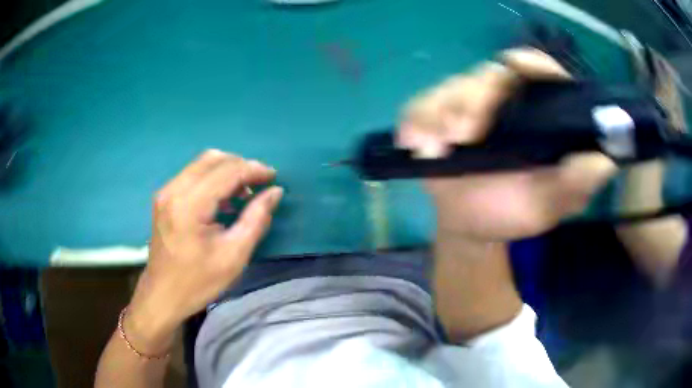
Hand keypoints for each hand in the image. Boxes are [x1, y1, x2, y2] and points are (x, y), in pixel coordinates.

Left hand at [126, 150, 283, 350]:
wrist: (162, 296)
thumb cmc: (198, 282)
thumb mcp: (234, 256)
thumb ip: (256, 219)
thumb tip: (275, 192)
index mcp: (189, 205)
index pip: (227, 171)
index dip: (254, 170)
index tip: (274, 177)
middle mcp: (174, 189)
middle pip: (213, 159)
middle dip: (241, 166)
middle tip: (260, 184)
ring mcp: (166, 192)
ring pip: (202, 163)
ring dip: (227, 170)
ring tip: (245, 192)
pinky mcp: (164, 197)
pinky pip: (193, 175)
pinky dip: (213, 178)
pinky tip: (224, 199)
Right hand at [398, 48, 616, 240]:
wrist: (472, 227)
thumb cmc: (513, 211)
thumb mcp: (549, 204)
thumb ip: (576, 184)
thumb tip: (605, 162)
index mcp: (534, 113)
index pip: (535, 71)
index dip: (530, 63)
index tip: (518, 66)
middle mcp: (500, 101)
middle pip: (488, 75)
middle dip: (474, 98)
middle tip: (464, 134)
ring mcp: (464, 107)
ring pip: (451, 87)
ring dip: (443, 111)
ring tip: (440, 145)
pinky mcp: (433, 119)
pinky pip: (419, 108)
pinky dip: (416, 122)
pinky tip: (420, 146)